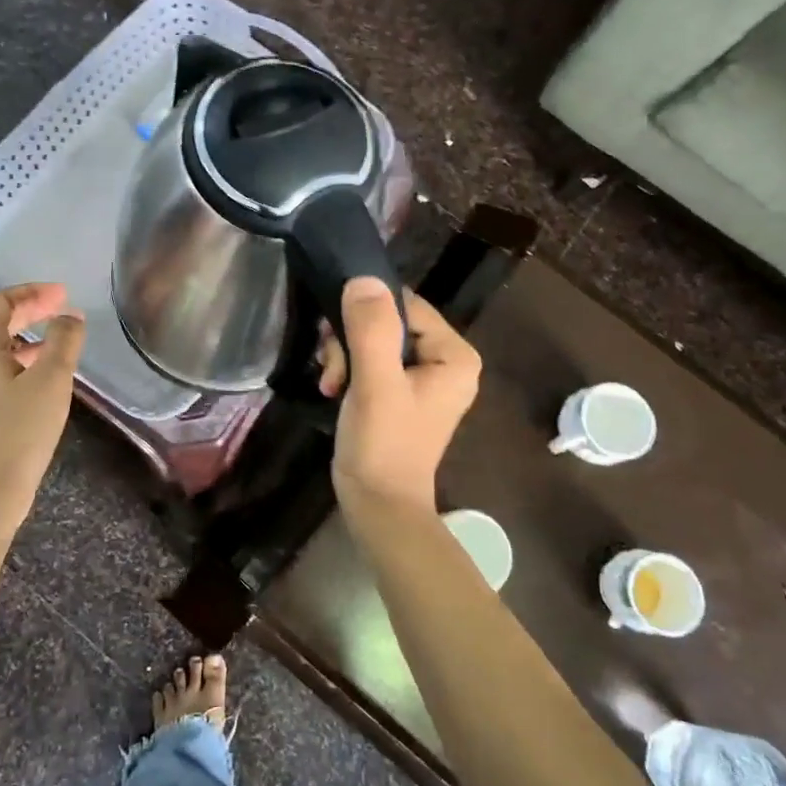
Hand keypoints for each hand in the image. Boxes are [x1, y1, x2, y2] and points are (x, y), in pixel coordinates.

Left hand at [0, 283, 85, 525]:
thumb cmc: (20, 432)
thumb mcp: (50, 381)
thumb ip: (63, 341)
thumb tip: (69, 317)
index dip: (31, 292)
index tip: (63, 294)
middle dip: (29, 313)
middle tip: (63, 310)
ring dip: (26, 339)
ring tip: (59, 342)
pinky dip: (19, 363)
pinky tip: (43, 379)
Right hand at [321, 278, 480, 515]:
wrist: (378, 507)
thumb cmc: (383, 445)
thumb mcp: (375, 383)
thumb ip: (371, 329)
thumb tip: (362, 278)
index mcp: (454, 355)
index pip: (405, 305)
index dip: (365, 316)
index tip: (335, 341)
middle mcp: (446, 361)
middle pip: (388, 323)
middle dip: (351, 341)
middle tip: (331, 371)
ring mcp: (424, 378)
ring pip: (374, 340)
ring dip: (344, 357)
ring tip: (330, 384)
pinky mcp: (402, 393)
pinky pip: (372, 361)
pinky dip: (349, 372)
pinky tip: (333, 390)